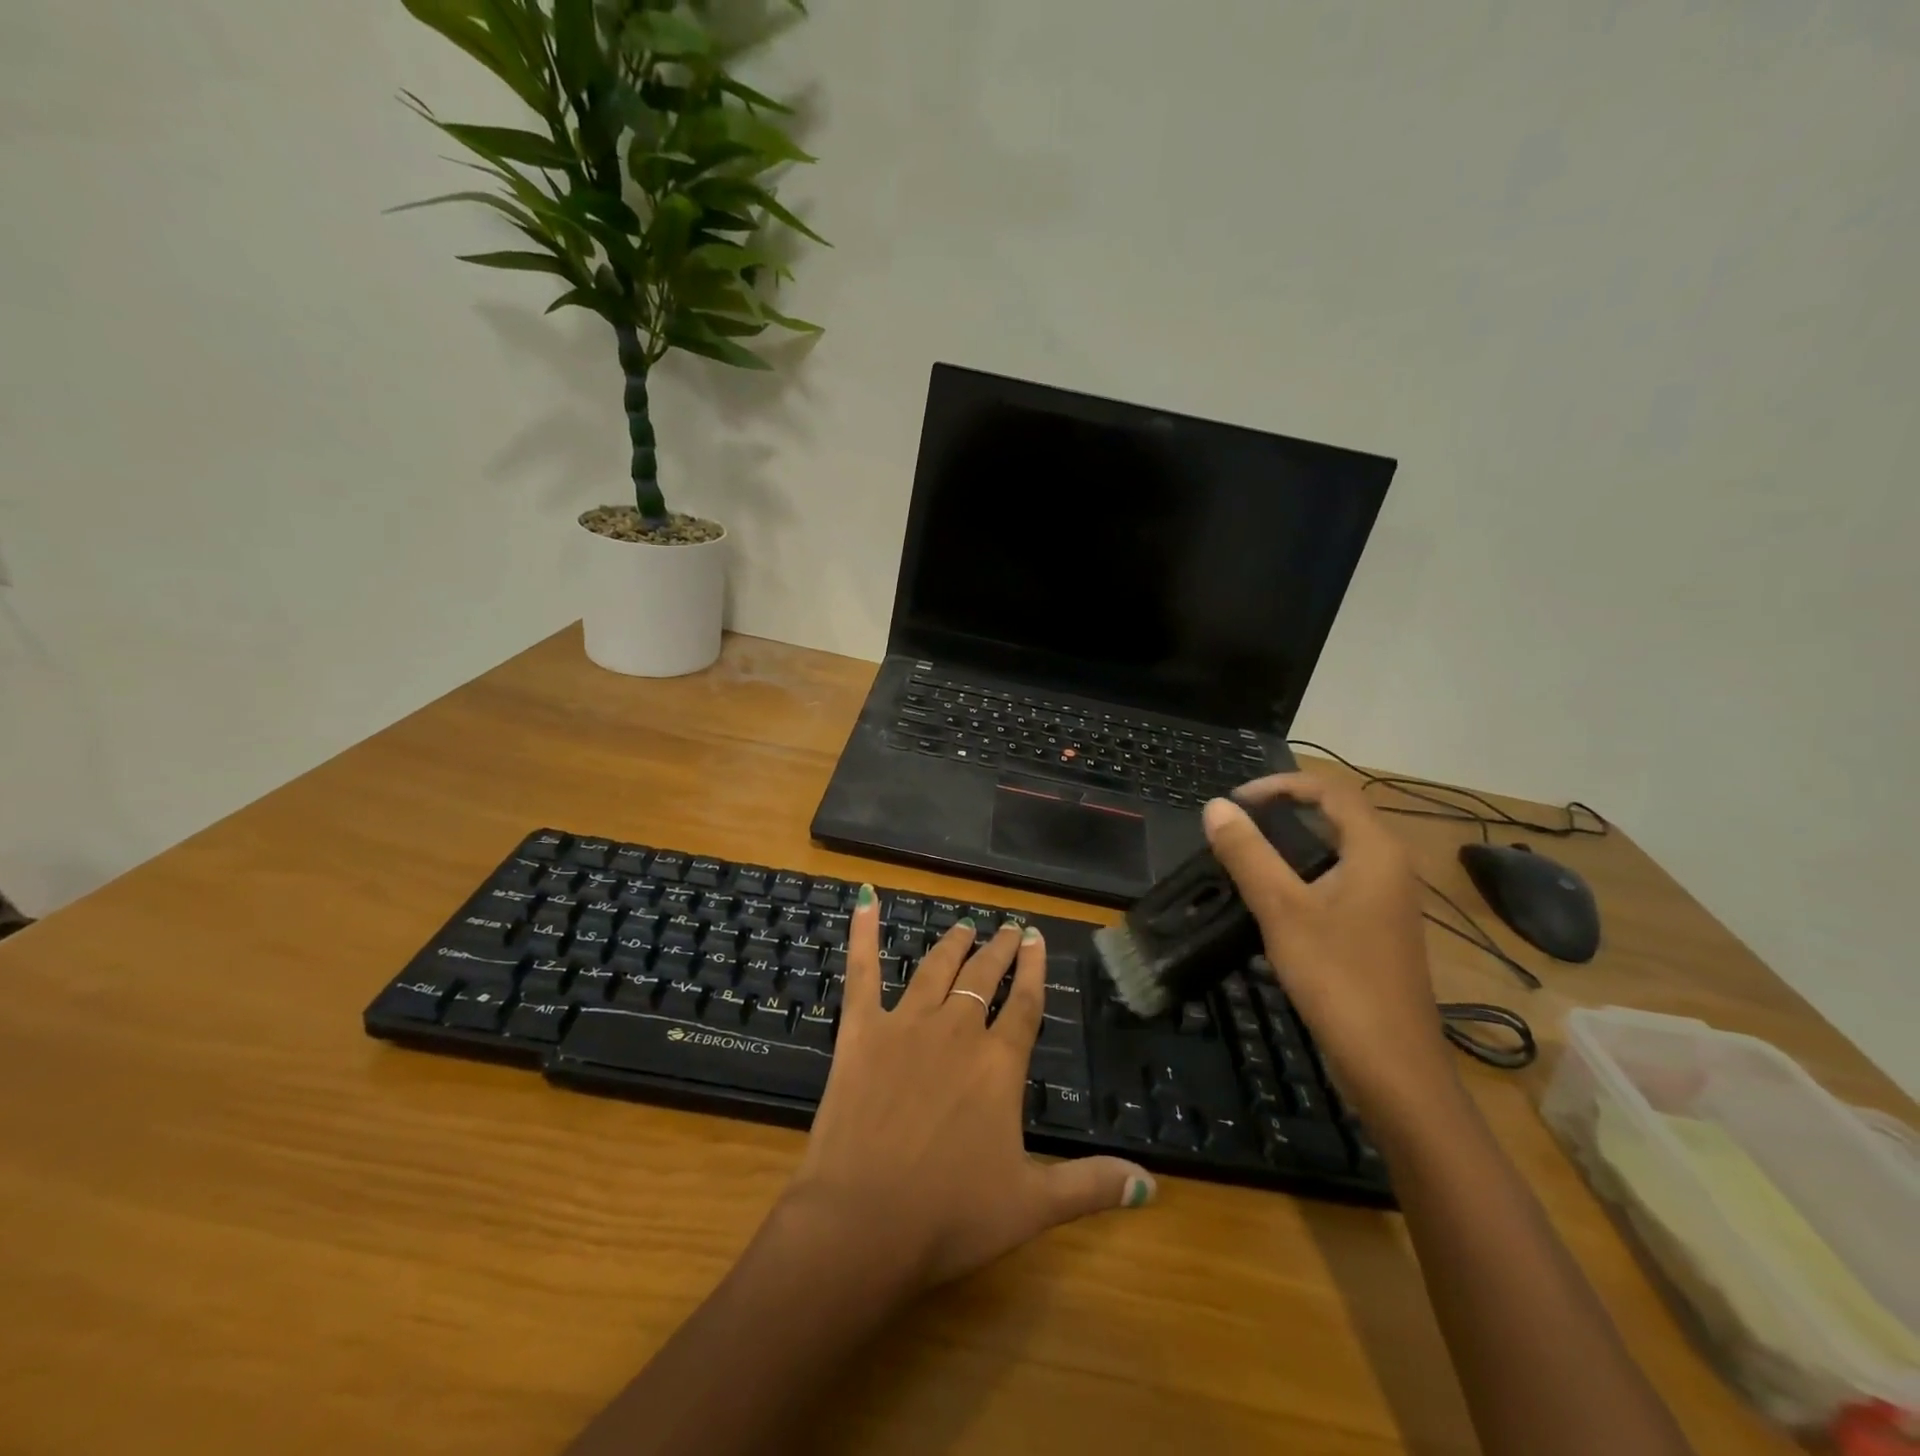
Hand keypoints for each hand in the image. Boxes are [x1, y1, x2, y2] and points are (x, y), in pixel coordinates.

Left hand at [780, 889, 1154, 1291]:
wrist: (862, 1221)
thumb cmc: (950, 1215)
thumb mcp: (1032, 1206)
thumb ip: (1091, 1185)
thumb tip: (1152, 1184)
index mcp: (999, 1064)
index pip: (1025, 1004)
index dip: (1034, 970)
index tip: (1037, 938)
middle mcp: (957, 1031)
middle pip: (984, 978)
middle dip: (999, 950)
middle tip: (1009, 927)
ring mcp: (905, 1025)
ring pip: (936, 969)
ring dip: (953, 944)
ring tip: (965, 926)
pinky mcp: (861, 1031)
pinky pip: (862, 972)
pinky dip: (863, 935)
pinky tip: (866, 901)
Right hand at [1202, 774, 1456, 1122]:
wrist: (1393, 1069)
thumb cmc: (1338, 979)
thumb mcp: (1282, 911)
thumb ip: (1248, 854)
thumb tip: (1215, 807)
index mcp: (1376, 852)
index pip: (1329, 791)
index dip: (1279, 785)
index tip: (1234, 803)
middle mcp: (1390, 868)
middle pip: (1335, 818)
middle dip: (1282, 813)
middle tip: (1234, 828)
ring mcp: (1388, 903)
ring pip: (1336, 853)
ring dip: (1290, 846)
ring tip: (1245, 859)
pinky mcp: (1379, 932)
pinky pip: (1338, 884)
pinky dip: (1303, 878)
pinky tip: (1272, 906)